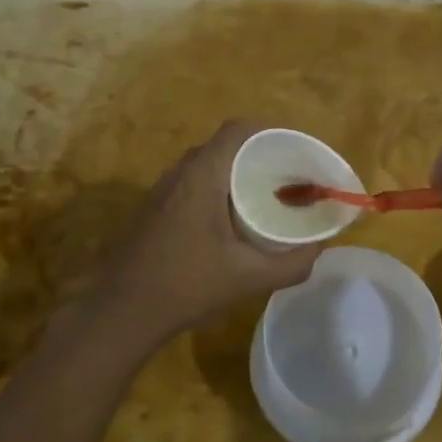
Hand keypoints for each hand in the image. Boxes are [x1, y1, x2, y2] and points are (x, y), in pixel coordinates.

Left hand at [83, 120, 319, 344]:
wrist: (122, 311)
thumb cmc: (186, 286)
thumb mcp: (249, 278)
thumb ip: (292, 264)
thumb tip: (320, 248)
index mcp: (202, 175)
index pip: (238, 130)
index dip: (271, 133)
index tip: (297, 153)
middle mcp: (180, 172)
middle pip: (225, 146)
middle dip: (260, 156)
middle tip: (289, 179)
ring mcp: (162, 190)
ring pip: (207, 165)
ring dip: (236, 174)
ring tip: (266, 197)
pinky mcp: (154, 208)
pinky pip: (192, 183)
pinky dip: (217, 190)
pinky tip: (231, 221)